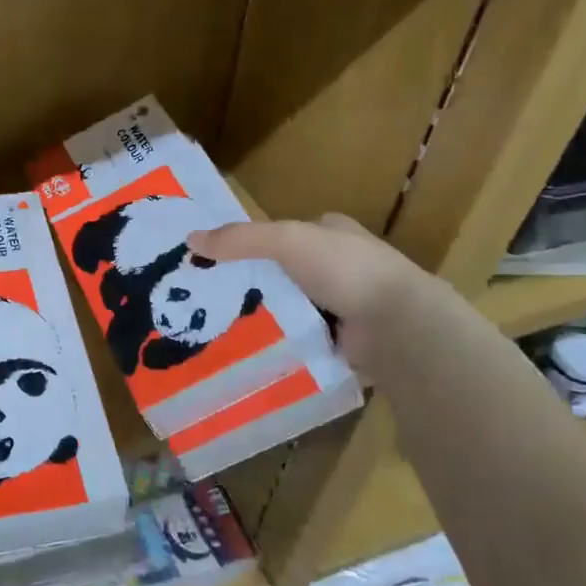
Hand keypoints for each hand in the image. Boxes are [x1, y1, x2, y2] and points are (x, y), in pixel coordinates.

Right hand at [187, 214, 433, 366]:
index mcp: (333, 233)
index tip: (219, 262)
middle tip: (213, 300)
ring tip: (221, 329)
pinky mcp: (345, 341)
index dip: (254, 245)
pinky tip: (251, 352)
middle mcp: (341, 267)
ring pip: (291, 309)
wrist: (396, 325)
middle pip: (284, 274)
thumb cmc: (344, 270)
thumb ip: (240, 239)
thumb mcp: (286, 241)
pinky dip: (282, 344)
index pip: (285, 235)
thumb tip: (190, 239)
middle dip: (256, 286)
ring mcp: (345, 306)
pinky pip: (302, 339)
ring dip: (267, 318)